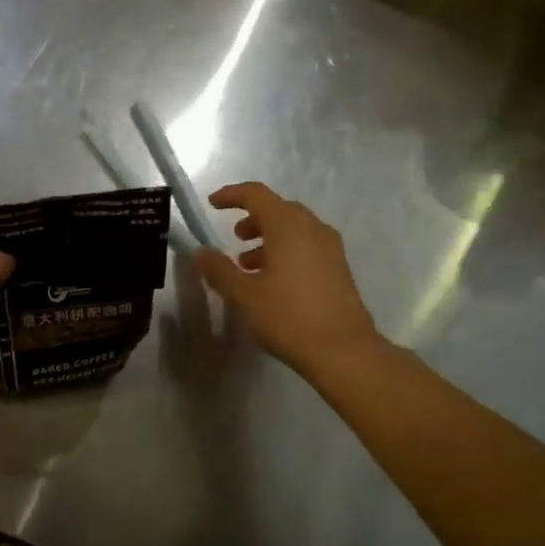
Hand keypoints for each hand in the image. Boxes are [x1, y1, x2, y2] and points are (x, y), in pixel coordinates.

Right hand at [195, 182, 380, 378]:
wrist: (342, 350)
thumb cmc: (287, 317)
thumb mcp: (243, 295)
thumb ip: (219, 269)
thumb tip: (202, 252)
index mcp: (287, 226)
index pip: (256, 194)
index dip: (232, 195)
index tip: (212, 204)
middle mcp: (312, 228)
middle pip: (278, 209)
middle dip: (253, 218)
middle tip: (234, 238)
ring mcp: (330, 248)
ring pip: (294, 229)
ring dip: (269, 238)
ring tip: (248, 264)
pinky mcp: (339, 268)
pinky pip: (307, 246)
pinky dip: (286, 251)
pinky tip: (273, 281)